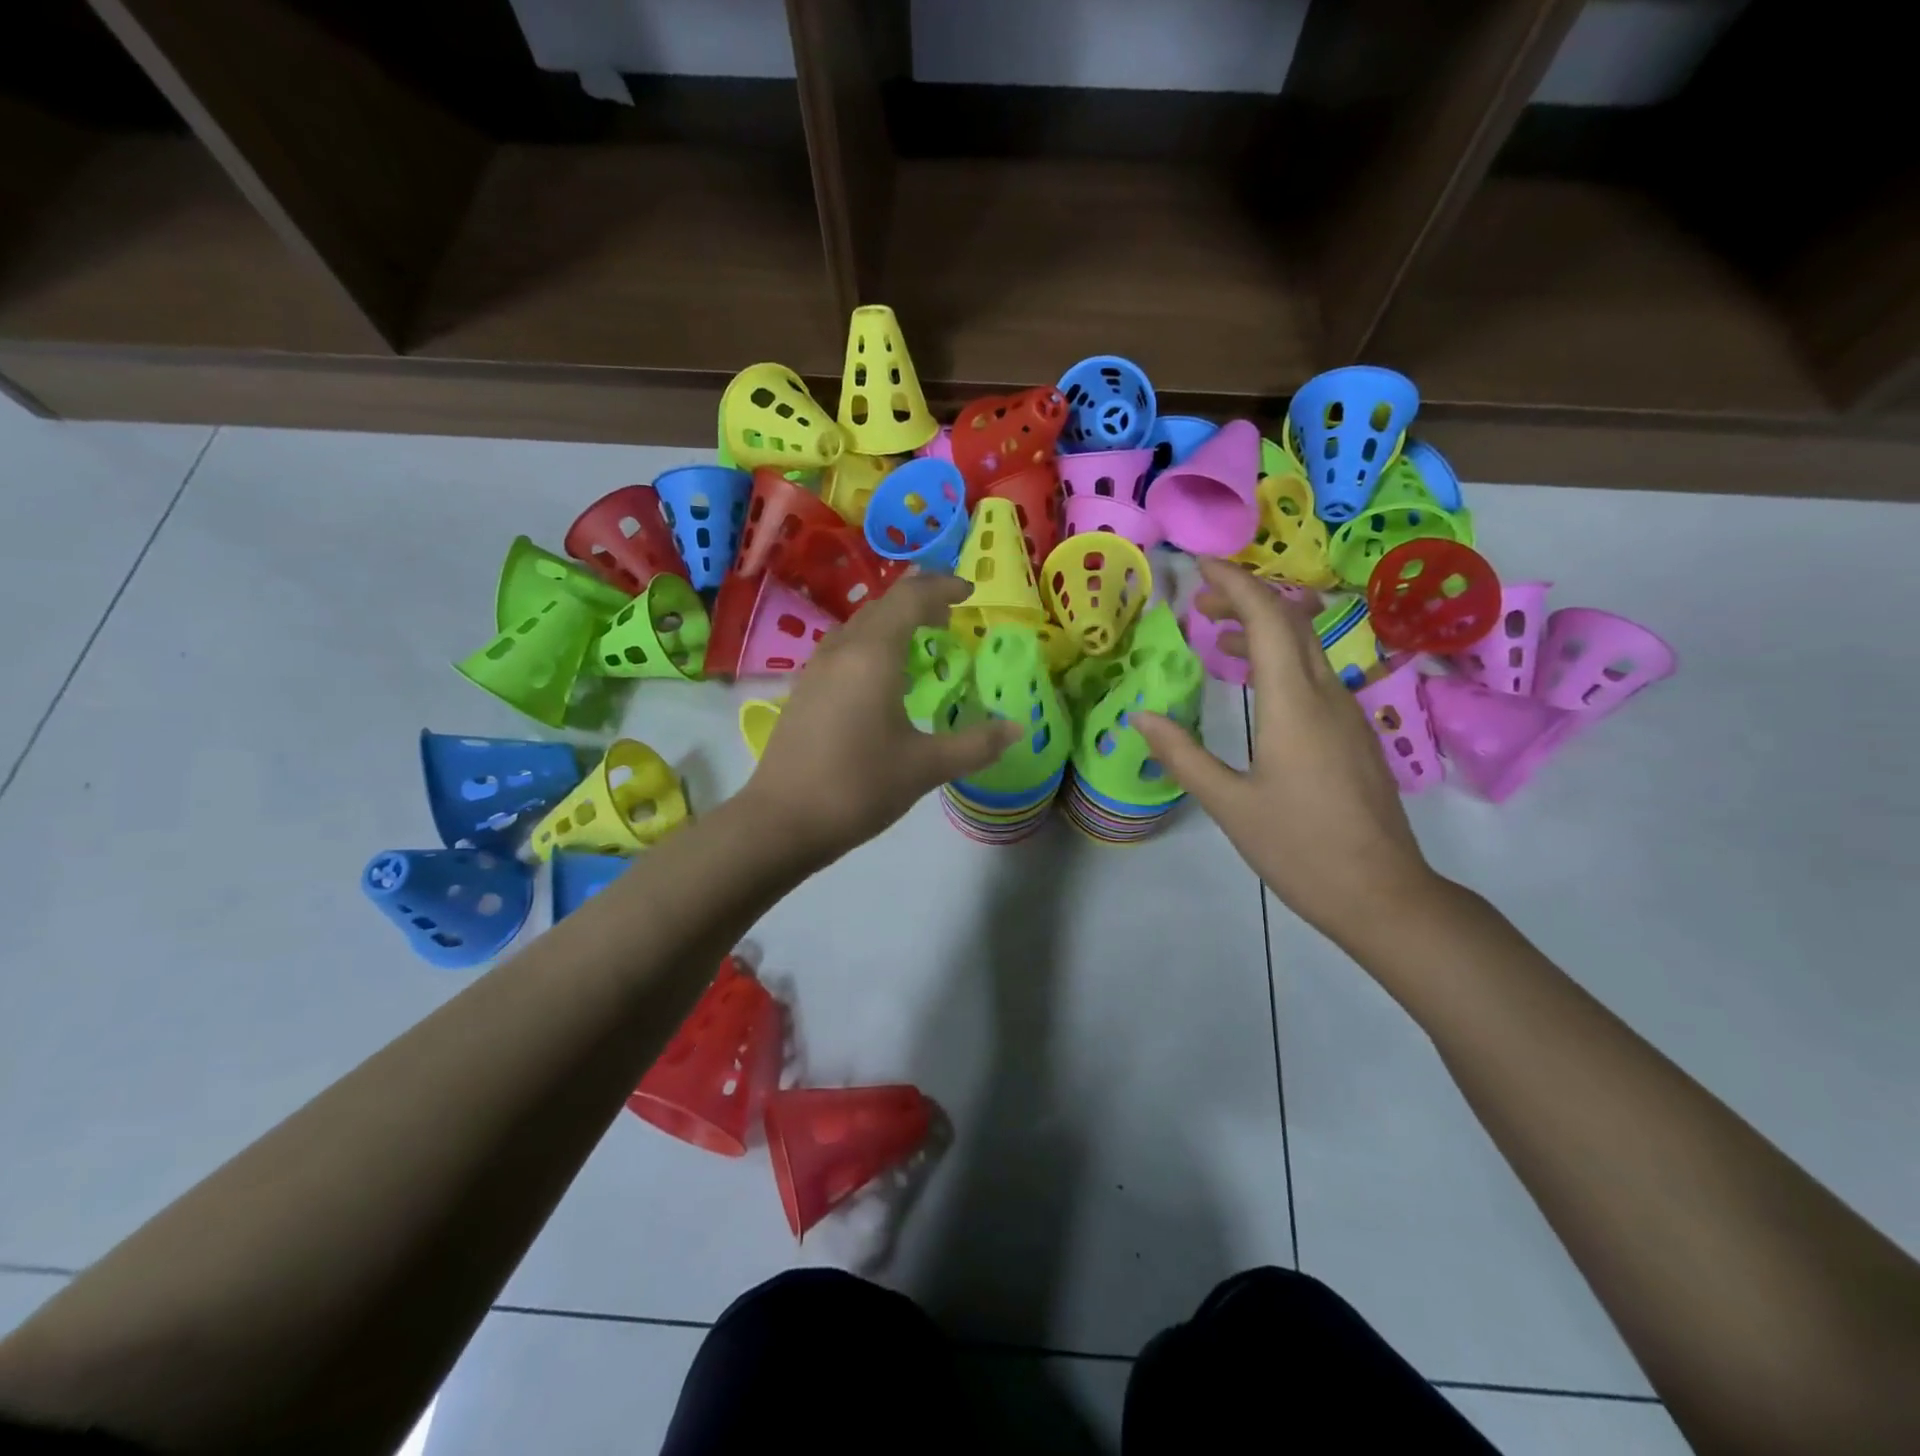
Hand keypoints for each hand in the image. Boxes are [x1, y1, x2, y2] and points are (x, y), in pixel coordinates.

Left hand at [740, 575, 1019, 865]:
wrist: (782, 821)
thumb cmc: (858, 787)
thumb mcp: (925, 767)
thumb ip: (975, 744)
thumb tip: (1016, 729)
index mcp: (873, 656)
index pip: (911, 599)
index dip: (942, 587)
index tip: (970, 592)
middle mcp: (842, 650)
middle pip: (882, 605)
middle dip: (919, 600)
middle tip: (950, 614)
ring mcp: (817, 669)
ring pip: (860, 626)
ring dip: (893, 622)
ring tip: (922, 640)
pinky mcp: (805, 690)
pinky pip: (845, 648)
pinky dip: (873, 644)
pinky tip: (884, 676)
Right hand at [1134, 559, 1437, 942]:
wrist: (1383, 894)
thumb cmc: (1300, 849)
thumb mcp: (1229, 804)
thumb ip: (1183, 755)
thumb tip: (1141, 717)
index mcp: (1294, 705)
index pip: (1269, 620)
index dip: (1236, 585)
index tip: (1200, 567)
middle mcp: (1327, 696)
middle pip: (1293, 623)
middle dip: (1247, 600)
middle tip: (1199, 604)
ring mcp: (1348, 715)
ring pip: (1308, 649)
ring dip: (1265, 630)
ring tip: (1219, 641)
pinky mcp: (1354, 736)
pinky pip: (1316, 676)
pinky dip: (1281, 661)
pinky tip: (1256, 687)